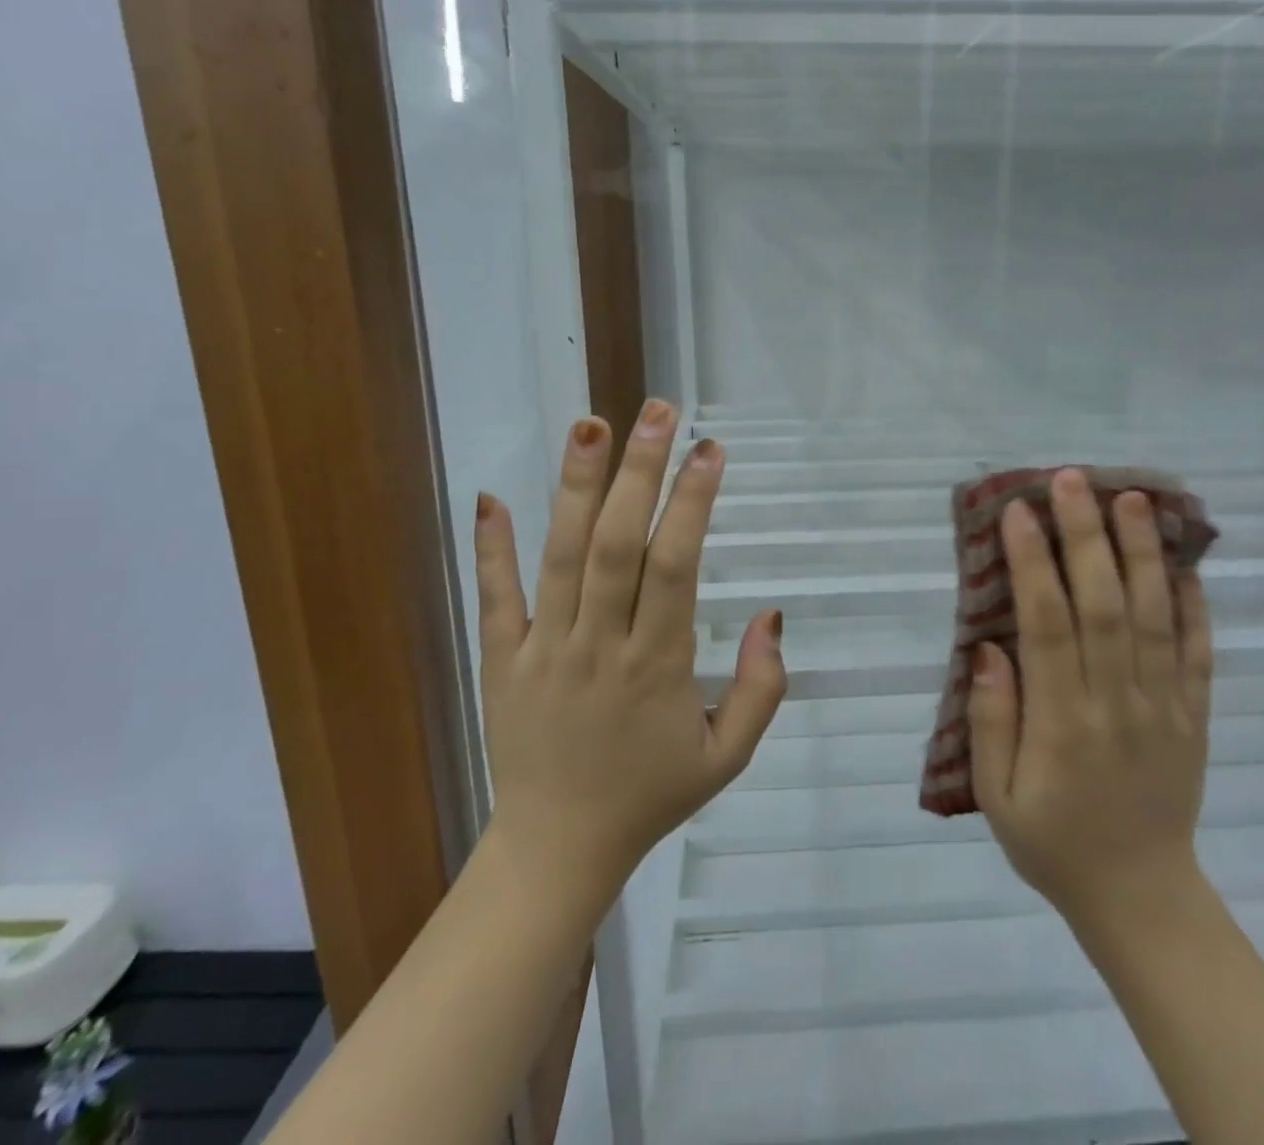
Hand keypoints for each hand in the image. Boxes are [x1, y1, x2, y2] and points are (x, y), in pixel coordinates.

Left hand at [472, 400, 785, 903]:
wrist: (557, 851)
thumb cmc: (650, 795)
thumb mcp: (727, 756)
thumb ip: (761, 688)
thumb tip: (773, 615)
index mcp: (657, 666)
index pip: (675, 566)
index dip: (693, 503)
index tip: (711, 450)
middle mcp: (599, 646)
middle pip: (617, 545)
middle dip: (640, 473)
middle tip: (657, 411)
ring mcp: (543, 650)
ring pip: (560, 557)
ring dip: (576, 487)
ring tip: (590, 425)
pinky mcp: (501, 662)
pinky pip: (495, 599)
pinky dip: (492, 548)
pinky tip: (490, 496)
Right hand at [968, 468, 1213, 932]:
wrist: (1141, 897)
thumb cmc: (1053, 842)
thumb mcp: (997, 798)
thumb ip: (991, 722)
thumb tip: (990, 648)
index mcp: (1064, 723)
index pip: (1048, 626)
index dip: (1034, 564)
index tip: (1018, 513)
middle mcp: (1118, 702)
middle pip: (1105, 605)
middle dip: (1086, 536)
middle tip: (1072, 480)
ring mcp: (1165, 706)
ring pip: (1155, 616)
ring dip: (1142, 553)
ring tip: (1133, 498)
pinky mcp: (1195, 715)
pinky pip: (1199, 652)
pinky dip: (1194, 603)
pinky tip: (1184, 560)